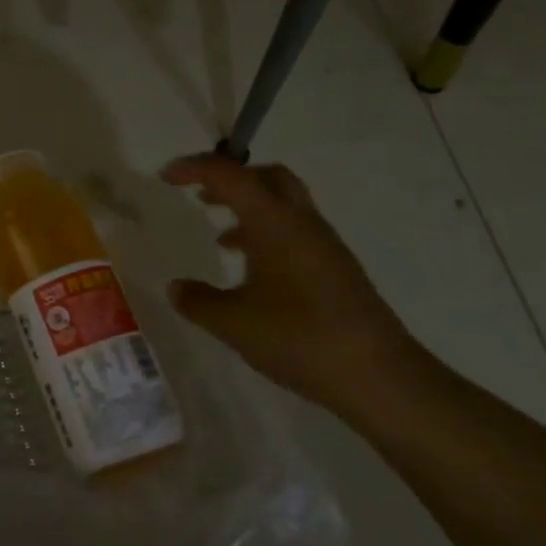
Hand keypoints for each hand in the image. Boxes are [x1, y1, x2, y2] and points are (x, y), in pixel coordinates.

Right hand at [159, 154, 423, 417]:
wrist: (380, 377)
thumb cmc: (300, 338)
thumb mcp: (234, 323)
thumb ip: (198, 301)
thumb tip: (175, 287)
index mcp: (274, 223)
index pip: (230, 176)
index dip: (195, 169)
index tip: (165, 177)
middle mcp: (301, 223)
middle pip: (267, 177)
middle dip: (231, 178)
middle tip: (200, 194)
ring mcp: (324, 246)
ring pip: (284, 204)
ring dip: (249, 208)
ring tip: (220, 235)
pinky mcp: (336, 269)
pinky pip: (294, 232)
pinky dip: (267, 234)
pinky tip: (252, 271)